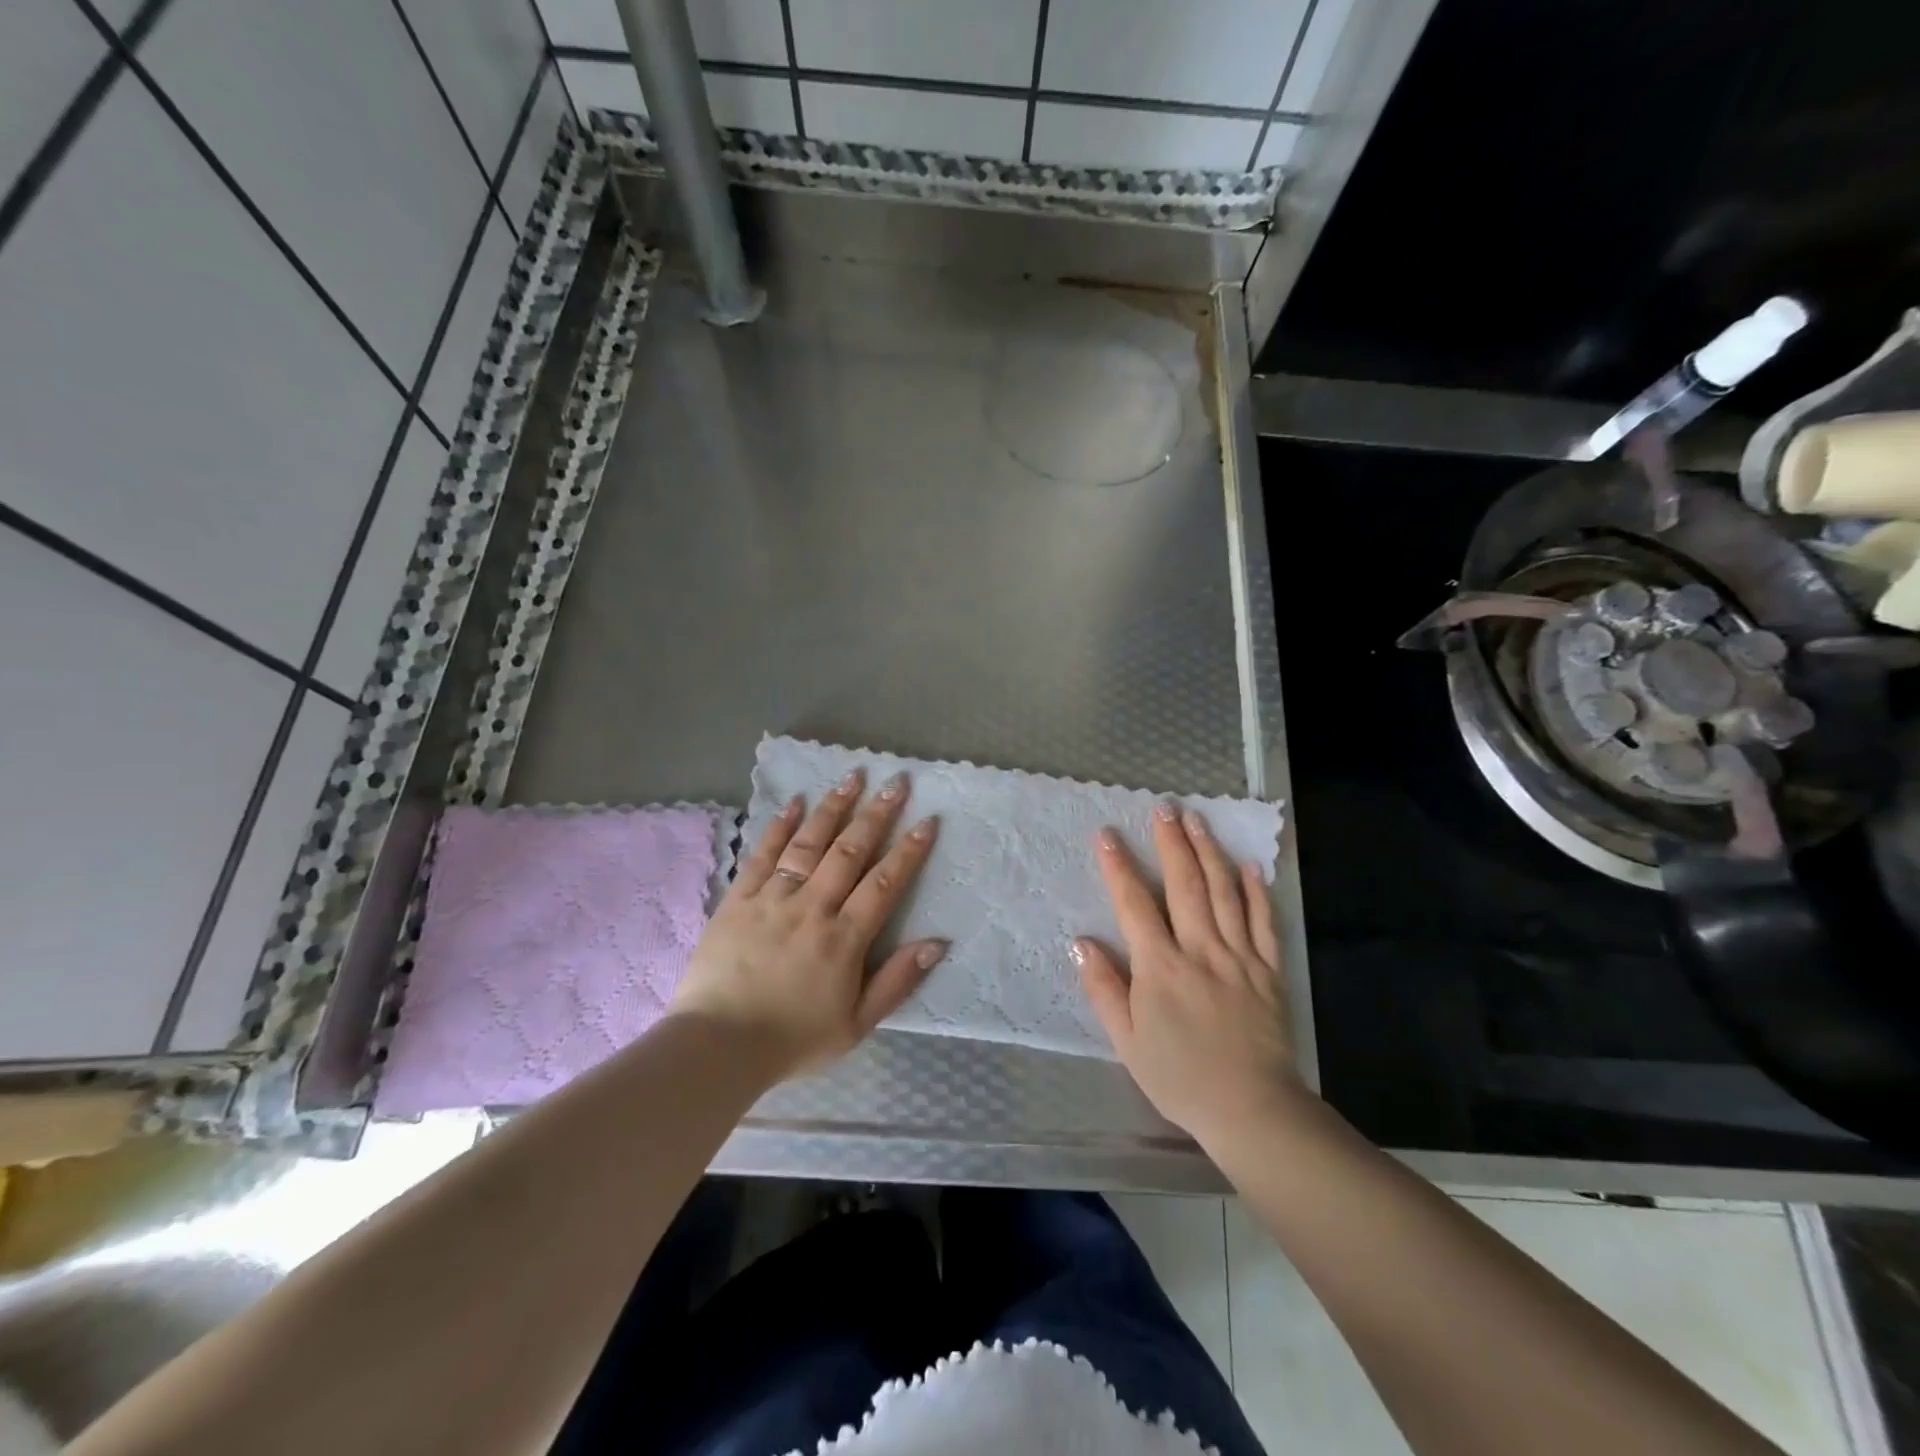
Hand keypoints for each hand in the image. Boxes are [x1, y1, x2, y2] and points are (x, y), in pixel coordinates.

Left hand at [670, 768, 944, 1081]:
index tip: (927, 821)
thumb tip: (937, 943)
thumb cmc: (792, 1039)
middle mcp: (811, 908)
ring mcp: (772, 899)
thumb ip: (897, 981)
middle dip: (876, 814)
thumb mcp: (857, 1025)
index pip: (884, 884)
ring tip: (852, 777)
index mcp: (843, 939)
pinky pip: (762, 855)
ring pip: (808, 844)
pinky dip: (780, 826)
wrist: (717, 1046)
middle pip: (849, 852)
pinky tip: (795, 801)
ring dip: (833, 808)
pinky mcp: (738, 899)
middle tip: (896, 782)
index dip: (909, 852)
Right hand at [1074, 803, 1300, 1146]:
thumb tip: (1082, 943)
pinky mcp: (1269, 970)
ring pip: (1223, 893)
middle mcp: (1200, 950)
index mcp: (1161, 967)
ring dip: (1209, 852)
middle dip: (1171, 843)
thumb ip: (1104, 989)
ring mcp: (1239, 957)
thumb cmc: (1179, 1077)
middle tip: (1163, 808)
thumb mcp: (1127, 1041)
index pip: (1135, 904)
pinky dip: (1256, 891)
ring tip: (1198, 820)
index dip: (1118, 867)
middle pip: (1184, 885)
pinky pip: (1264, 922)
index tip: (1106, 834)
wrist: (1251, 1109)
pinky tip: (1248, 865)